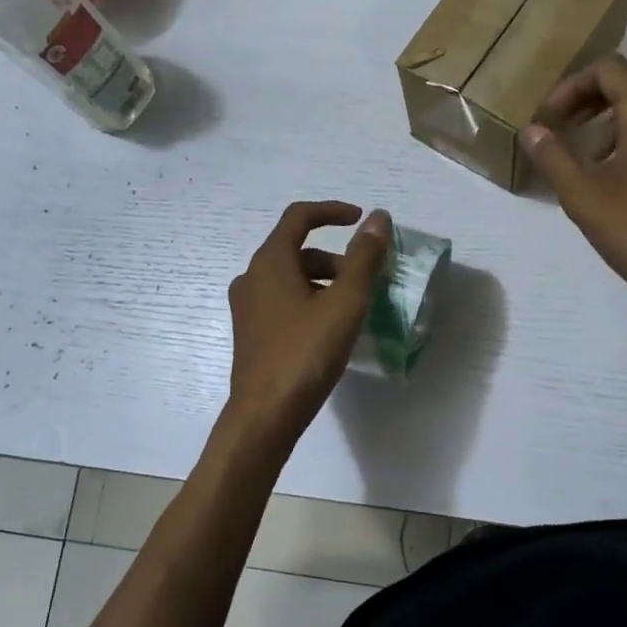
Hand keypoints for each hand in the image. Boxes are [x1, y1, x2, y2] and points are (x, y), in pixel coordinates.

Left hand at [225, 201, 389, 441]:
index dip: (332, 211)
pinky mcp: (251, 332)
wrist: (265, 415)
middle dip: (336, 257)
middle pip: (297, 250)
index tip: (362, 219)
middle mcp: (252, 277)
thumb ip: (363, 258)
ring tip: (354, 307)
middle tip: (367, 278)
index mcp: (270, 262)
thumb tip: (378, 219)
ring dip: (324, 281)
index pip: (299, 216)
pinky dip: (310, 300)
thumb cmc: (305, 353)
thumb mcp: (345, 303)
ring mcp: (247, 306)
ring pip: (291, 278)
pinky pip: (283, 301)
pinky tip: (331, 328)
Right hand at [523, 55, 626, 335]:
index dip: (572, 86)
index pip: (609, 68)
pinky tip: (619, 172)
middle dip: (596, 92)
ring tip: (590, 154)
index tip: (550, 120)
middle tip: (568, 124)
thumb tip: (531, 130)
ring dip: (617, 111)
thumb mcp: (585, 198)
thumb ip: (554, 158)